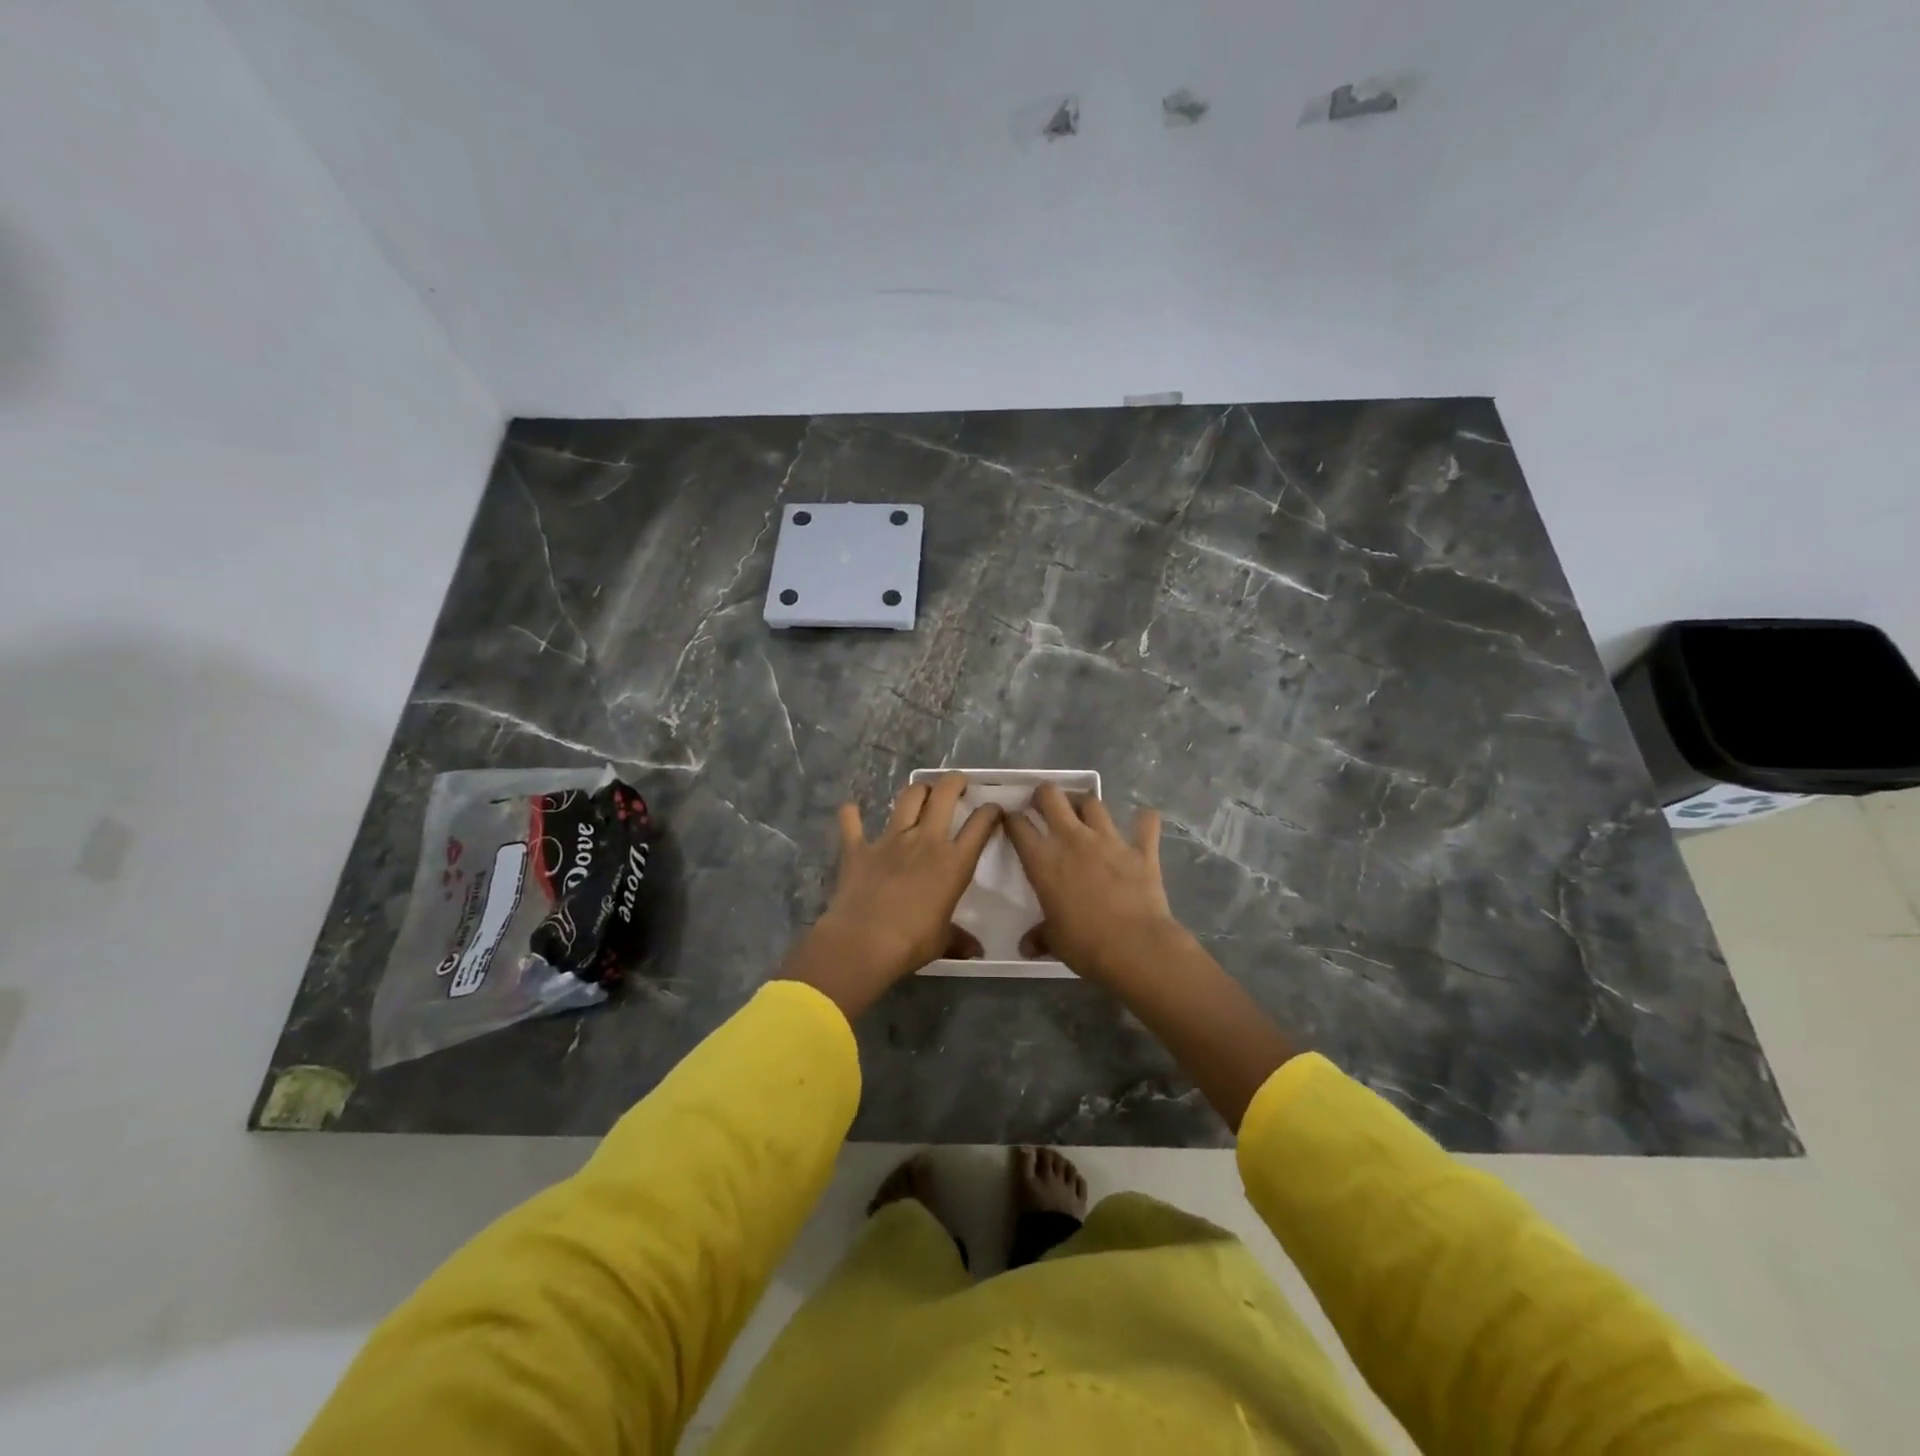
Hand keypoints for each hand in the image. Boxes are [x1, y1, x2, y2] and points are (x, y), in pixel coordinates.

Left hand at [779, 774, 1001, 1016]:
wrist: (864, 941)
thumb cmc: (912, 943)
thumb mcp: (943, 942)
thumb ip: (959, 939)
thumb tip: (976, 952)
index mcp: (954, 862)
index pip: (980, 825)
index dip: (990, 812)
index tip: (993, 810)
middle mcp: (925, 841)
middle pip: (944, 795)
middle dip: (954, 782)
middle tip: (958, 783)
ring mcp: (890, 840)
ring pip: (907, 798)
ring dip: (917, 790)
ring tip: (921, 791)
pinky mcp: (858, 847)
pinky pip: (852, 823)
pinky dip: (851, 814)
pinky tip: (851, 809)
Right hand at [1003, 785, 1186, 984]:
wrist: (1136, 948)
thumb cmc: (1085, 944)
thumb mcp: (1054, 941)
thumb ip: (1040, 936)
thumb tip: (1026, 947)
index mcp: (1043, 860)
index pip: (1019, 826)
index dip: (1011, 819)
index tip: (1011, 820)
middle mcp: (1072, 839)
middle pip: (1052, 797)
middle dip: (1044, 794)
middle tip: (1043, 804)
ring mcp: (1109, 840)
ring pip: (1093, 803)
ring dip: (1085, 804)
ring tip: (1083, 812)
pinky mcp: (1140, 850)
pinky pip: (1145, 824)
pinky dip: (1144, 820)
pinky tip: (1144, 819)